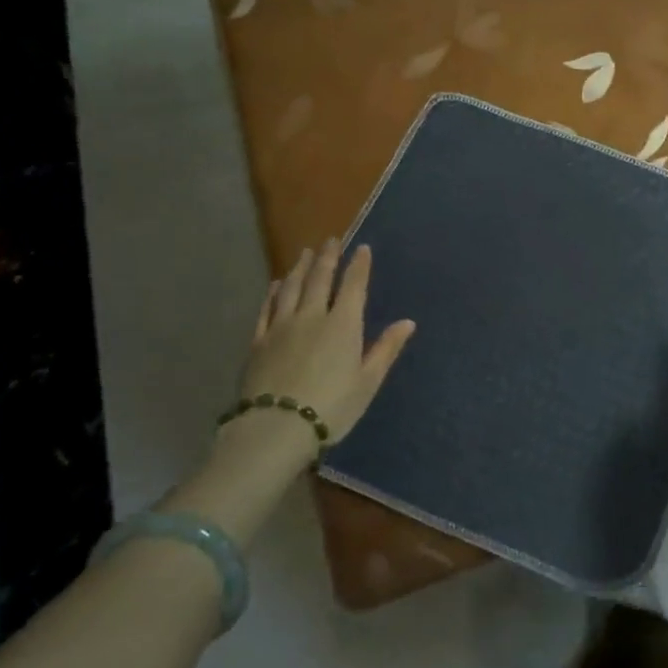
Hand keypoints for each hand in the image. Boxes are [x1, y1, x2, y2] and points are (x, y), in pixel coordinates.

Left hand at [236, 241, 415, 448]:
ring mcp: (281, 326)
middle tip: (331, 240)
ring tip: (305, 254)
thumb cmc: (332, 406)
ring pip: (291, 288)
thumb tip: (408, 322)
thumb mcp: (368, 381)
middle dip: (328, 257)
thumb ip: (386, 348)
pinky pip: (267, 308)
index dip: (359, 265)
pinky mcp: (258, 341)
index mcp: (343, 323)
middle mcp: (312, 316)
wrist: (276, 427)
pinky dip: (273, 293)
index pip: (353, 285)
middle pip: (319, 279)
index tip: (362, 248)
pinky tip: (276, 285)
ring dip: (300, 268)